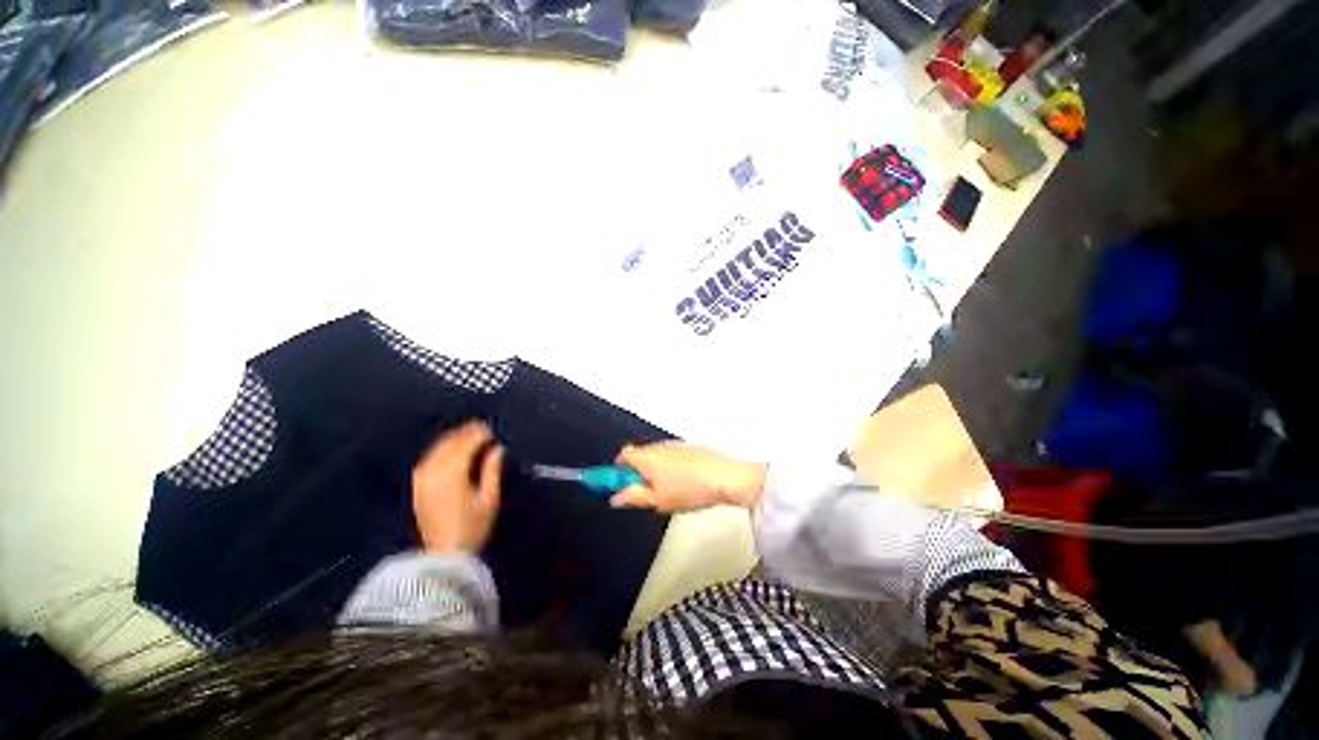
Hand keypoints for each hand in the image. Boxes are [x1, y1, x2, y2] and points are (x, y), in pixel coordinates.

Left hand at [412, 420, 504, 554]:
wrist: (443, 557)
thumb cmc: (472, 528)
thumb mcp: (490, 499)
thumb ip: (492, 469)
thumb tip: (498, 448)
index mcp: (453, 473)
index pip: (467, 443)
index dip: (481, 433)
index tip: (493, 430)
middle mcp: (433, 471)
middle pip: (451, 442)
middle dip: (467, 433)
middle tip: (484, 429)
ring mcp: (422, 478)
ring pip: (438, 448)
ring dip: (455, 439)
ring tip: (471, 436)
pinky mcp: (418, 486)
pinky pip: (430, 458)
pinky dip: (443, 449)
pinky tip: (453, 450)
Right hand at [609, 442, 765, 512]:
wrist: (724, 478)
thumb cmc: (690, 490)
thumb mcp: (658, 501)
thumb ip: (633, 497)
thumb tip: (615, 498)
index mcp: (647, 458)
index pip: (623, 455)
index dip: (618, 469)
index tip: (619, 483)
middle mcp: (659, 447)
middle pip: (640, 455)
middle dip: (638, 472)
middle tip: (647, 492)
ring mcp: (676, 445)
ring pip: (658, 456)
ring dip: (656, 469)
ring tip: (669, 490)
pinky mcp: (691, 448)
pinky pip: (674, 456)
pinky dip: (673, 466)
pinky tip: (685, 482)